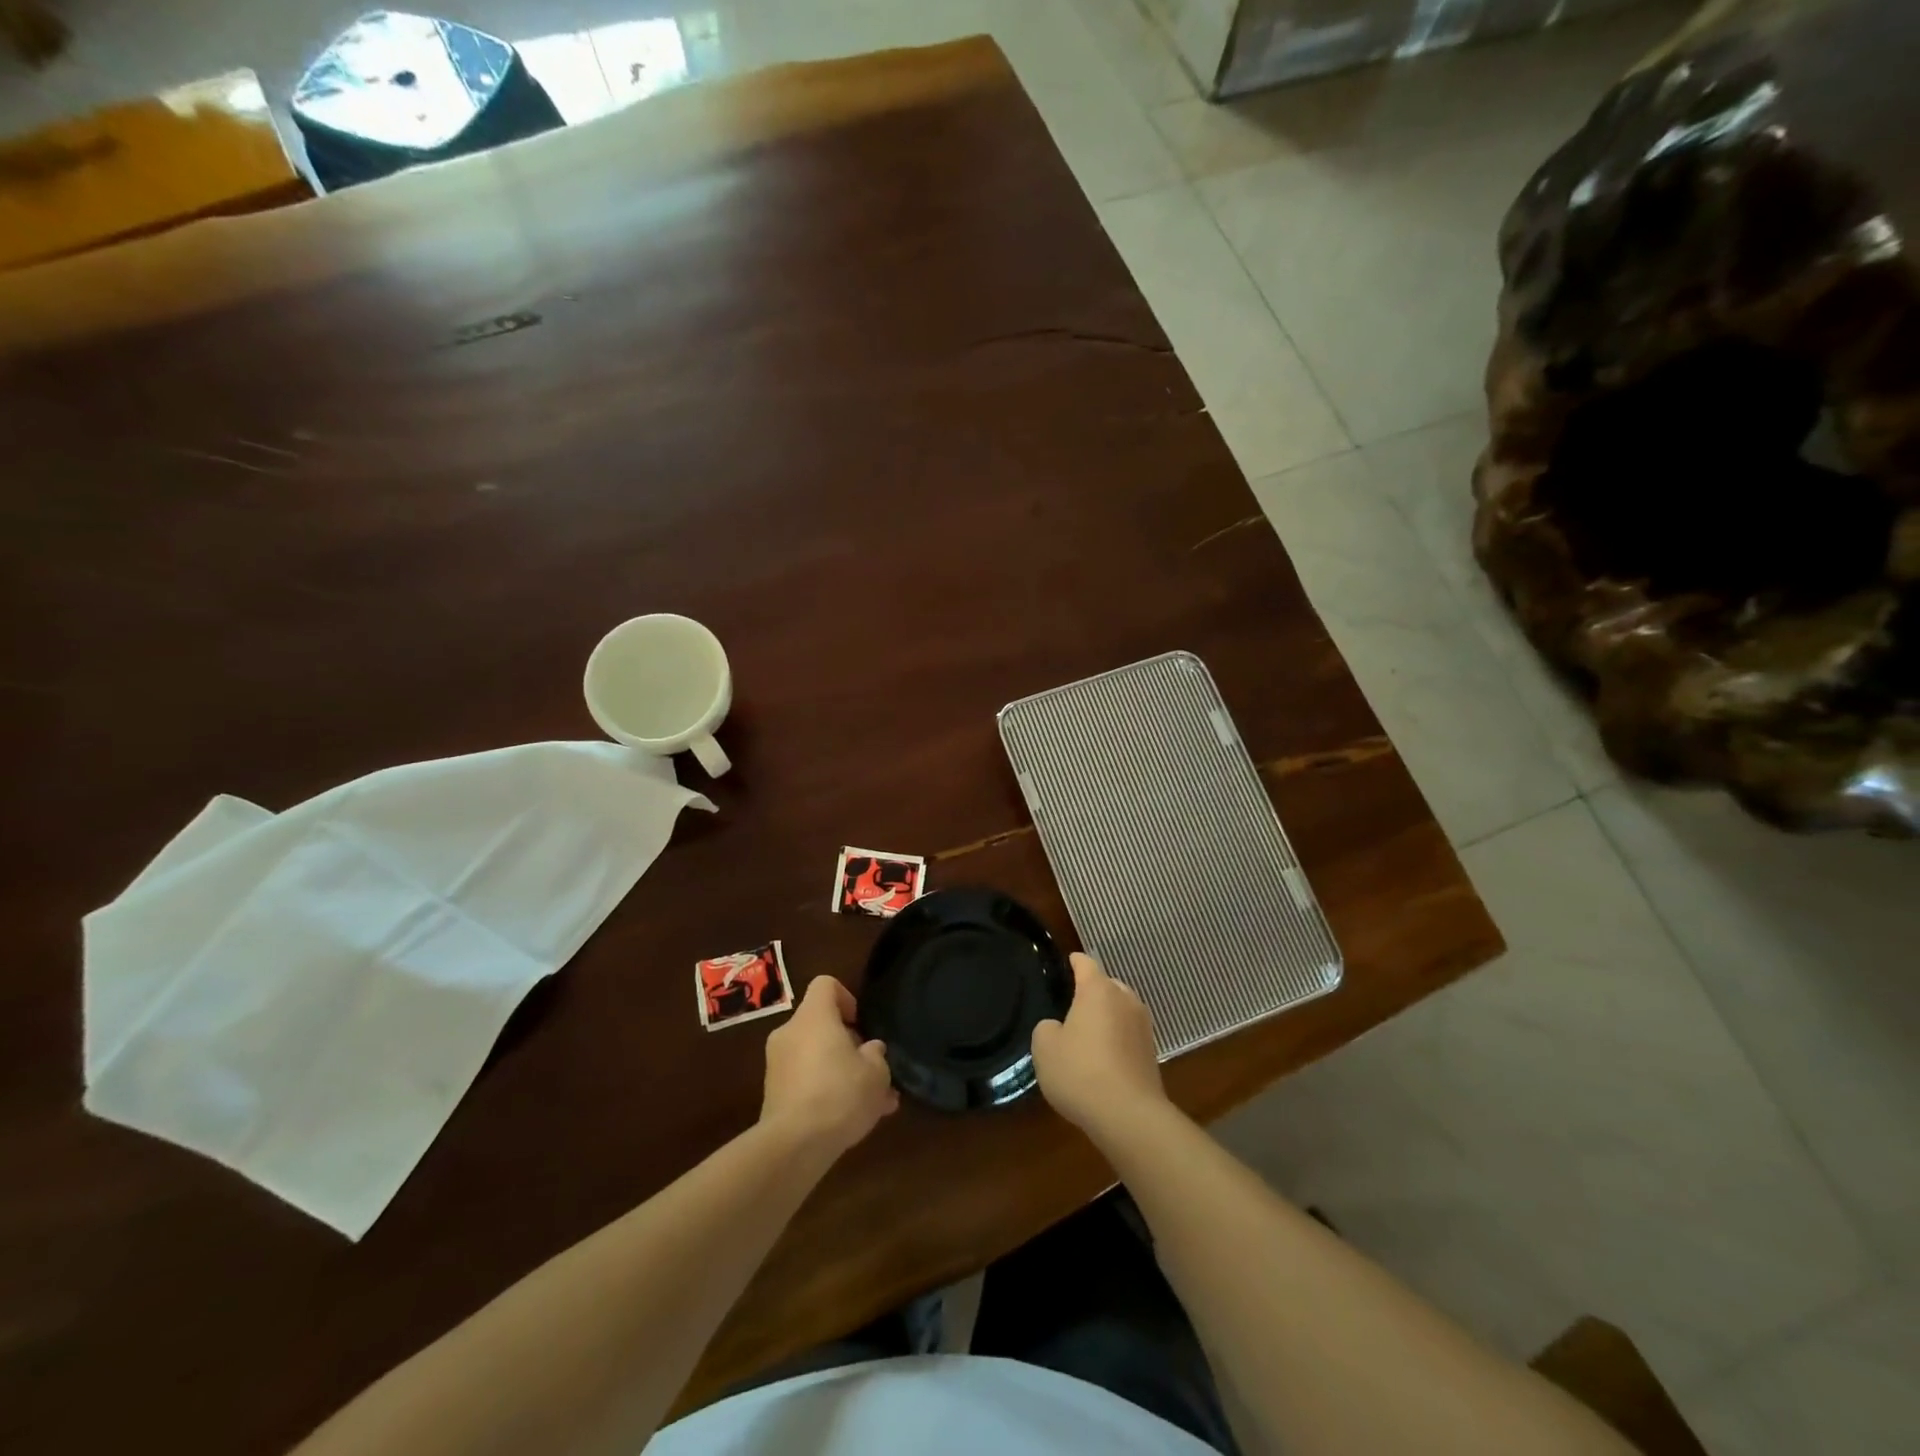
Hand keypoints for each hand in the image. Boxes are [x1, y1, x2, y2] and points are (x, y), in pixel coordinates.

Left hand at [760, 976, 898, 1157]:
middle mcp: (790, 1033)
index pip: (826, 984)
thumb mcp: (876, 1073)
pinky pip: (805, 1082)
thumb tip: (871, 1049)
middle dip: (848, 1045)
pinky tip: (851, 1120)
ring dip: (841, 1072)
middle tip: (872, 1070)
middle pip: (821, 1024)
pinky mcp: (773, 1095)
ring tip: (872, 1103)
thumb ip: (876, 1055)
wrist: (794, 1145)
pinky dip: (825, 1092)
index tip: (861, 1025)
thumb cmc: (840, 1094)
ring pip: (816, 1057)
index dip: (847, 997)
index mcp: (813, 1016)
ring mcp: (777, 1065)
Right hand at [1031, 953, 1167, 1142]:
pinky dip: (1117, 1040)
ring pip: (1122, 1010)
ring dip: (1108, 1017)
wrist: (1129, 1115)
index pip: (1086, 963)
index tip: (1068, 962)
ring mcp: (1143, 1027)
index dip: (1075, 961)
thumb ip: (1047, 1028)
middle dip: (1093, 991)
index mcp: (1098, 990)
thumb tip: (1058, 1028)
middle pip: (1108, 985)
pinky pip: (1129, 1035)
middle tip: (1074, 1005)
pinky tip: (1104, 1059)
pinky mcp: (1152, 1054)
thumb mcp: (1045, 1048)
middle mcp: (1125, 1000)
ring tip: (1089, 1033)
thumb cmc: (1080, 1072)